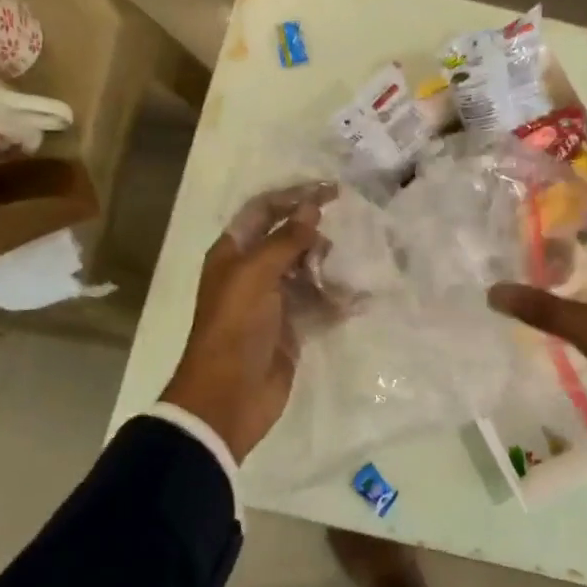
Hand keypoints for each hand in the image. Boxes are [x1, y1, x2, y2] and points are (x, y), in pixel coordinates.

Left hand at [160, 184, 333, 461]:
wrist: (229, 396)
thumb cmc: (236, 327)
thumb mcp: (256, 275)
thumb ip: (286, 240)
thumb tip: (311, 207)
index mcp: (233, 253)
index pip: (264, 210)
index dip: (294, 196)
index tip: (332, 190)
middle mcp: (252, 272)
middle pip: (288, 240)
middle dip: (313, 238)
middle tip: (334, 246)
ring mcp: (273, 301)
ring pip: (307, 272)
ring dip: (328, 271)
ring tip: (344, 278)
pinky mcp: (292, 328)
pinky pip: (318, 305)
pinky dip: (336, 302)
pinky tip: (357, 302)